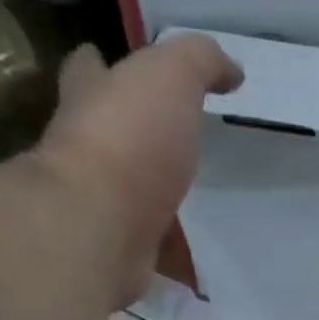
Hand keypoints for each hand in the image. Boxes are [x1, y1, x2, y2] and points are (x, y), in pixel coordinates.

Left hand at [33, 35, 242, 306]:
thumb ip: (200, 62)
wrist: (99, 227)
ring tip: (198, 203)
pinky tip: (202, 258)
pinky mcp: (122, 251)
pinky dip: (176, 253)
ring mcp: (102, 205)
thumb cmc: (130, 140)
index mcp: (93, 101)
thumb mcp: (170, 77)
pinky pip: (158, 249)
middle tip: (174, 141)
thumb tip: (230, 70)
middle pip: (109, 135)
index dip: (98, 64)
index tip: (109, 61)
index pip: (87, 70)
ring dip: (157, 198)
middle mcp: (87, 150)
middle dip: (134, 135)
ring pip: (134, 195)